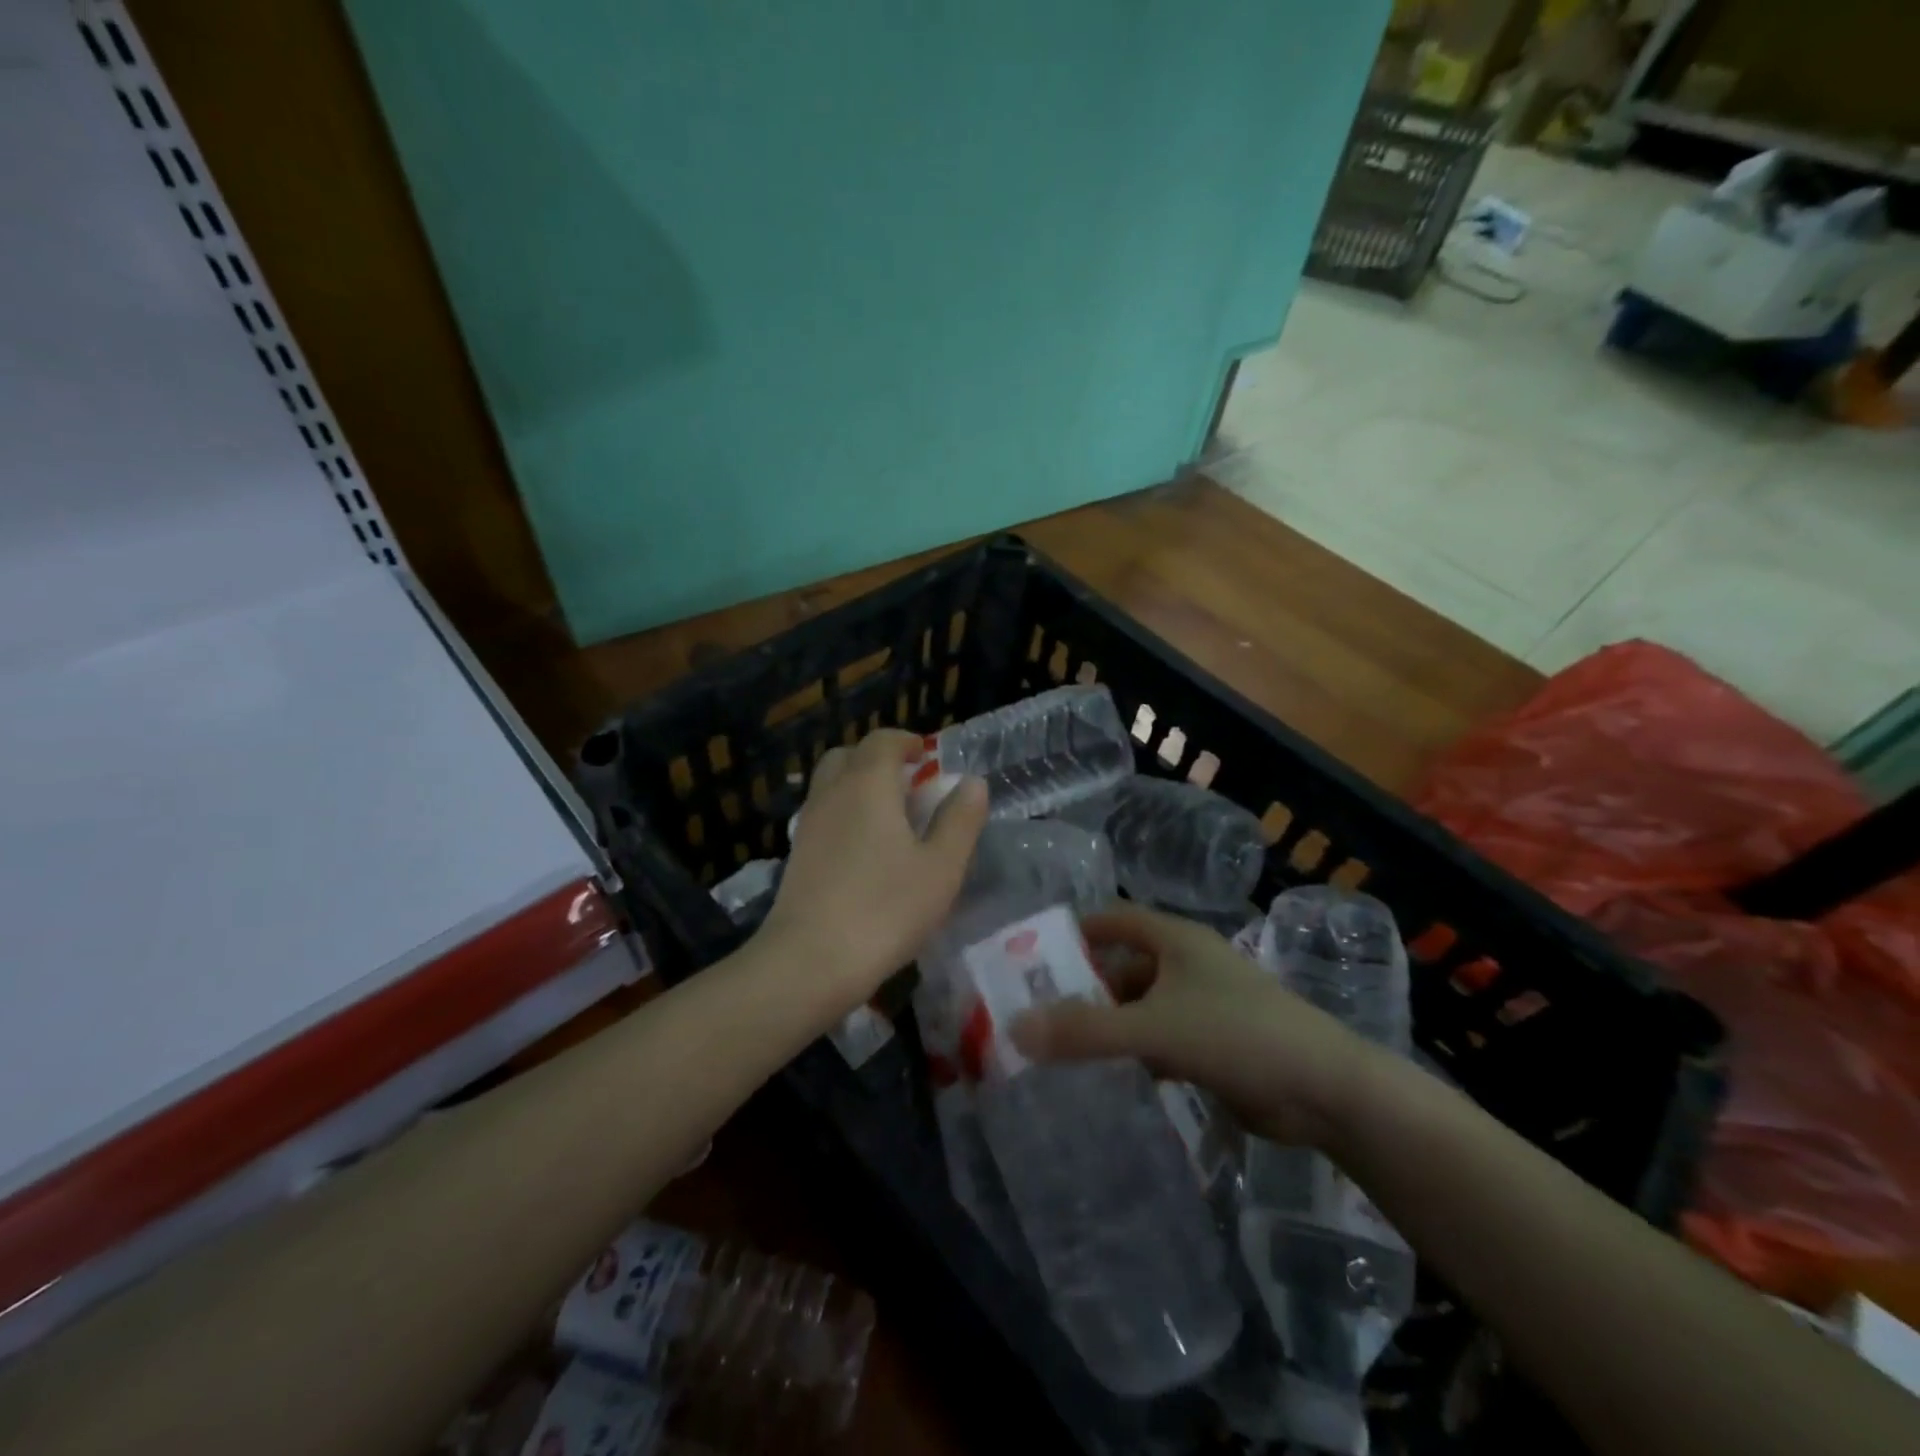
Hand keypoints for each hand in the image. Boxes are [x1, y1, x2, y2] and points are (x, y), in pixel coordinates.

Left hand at [759, 729, 988, 1005]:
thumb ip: (960, 820)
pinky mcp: (796, 855)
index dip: (907, 742)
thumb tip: (971, 782)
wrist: (809, 962)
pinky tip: (864, 849)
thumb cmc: (886, 909)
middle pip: (849, 755)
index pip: (883, 741)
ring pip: (831, 784)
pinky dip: (844, 812)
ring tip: (890, 817)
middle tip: (908, 783)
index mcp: (868, 785)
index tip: (927, 756)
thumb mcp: (941, 867)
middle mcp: (831, 793)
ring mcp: (808, 824)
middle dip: (878, 759)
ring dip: (858, 785)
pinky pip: (823, 814)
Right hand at [1011, 904, 1378, 1149]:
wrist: (1325, 1091)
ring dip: (1107, 1025)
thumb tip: (1015, 1028)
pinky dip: (1133, 1053)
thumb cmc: (1238, 1035)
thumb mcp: (1154, 1029)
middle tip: (1036, 1012)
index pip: (1113, 919)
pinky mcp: (1212, 1045)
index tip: (1033, 954)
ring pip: (1139, 1008)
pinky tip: (1106, 1074)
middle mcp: (1185, 965)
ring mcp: (1201, 1005)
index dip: (1075, 931)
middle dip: (1083, 988)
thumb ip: (1085, 1032)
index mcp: (1174, 940)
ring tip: (1059, 1047)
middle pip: (1122, 967)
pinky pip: (1158, 1040)